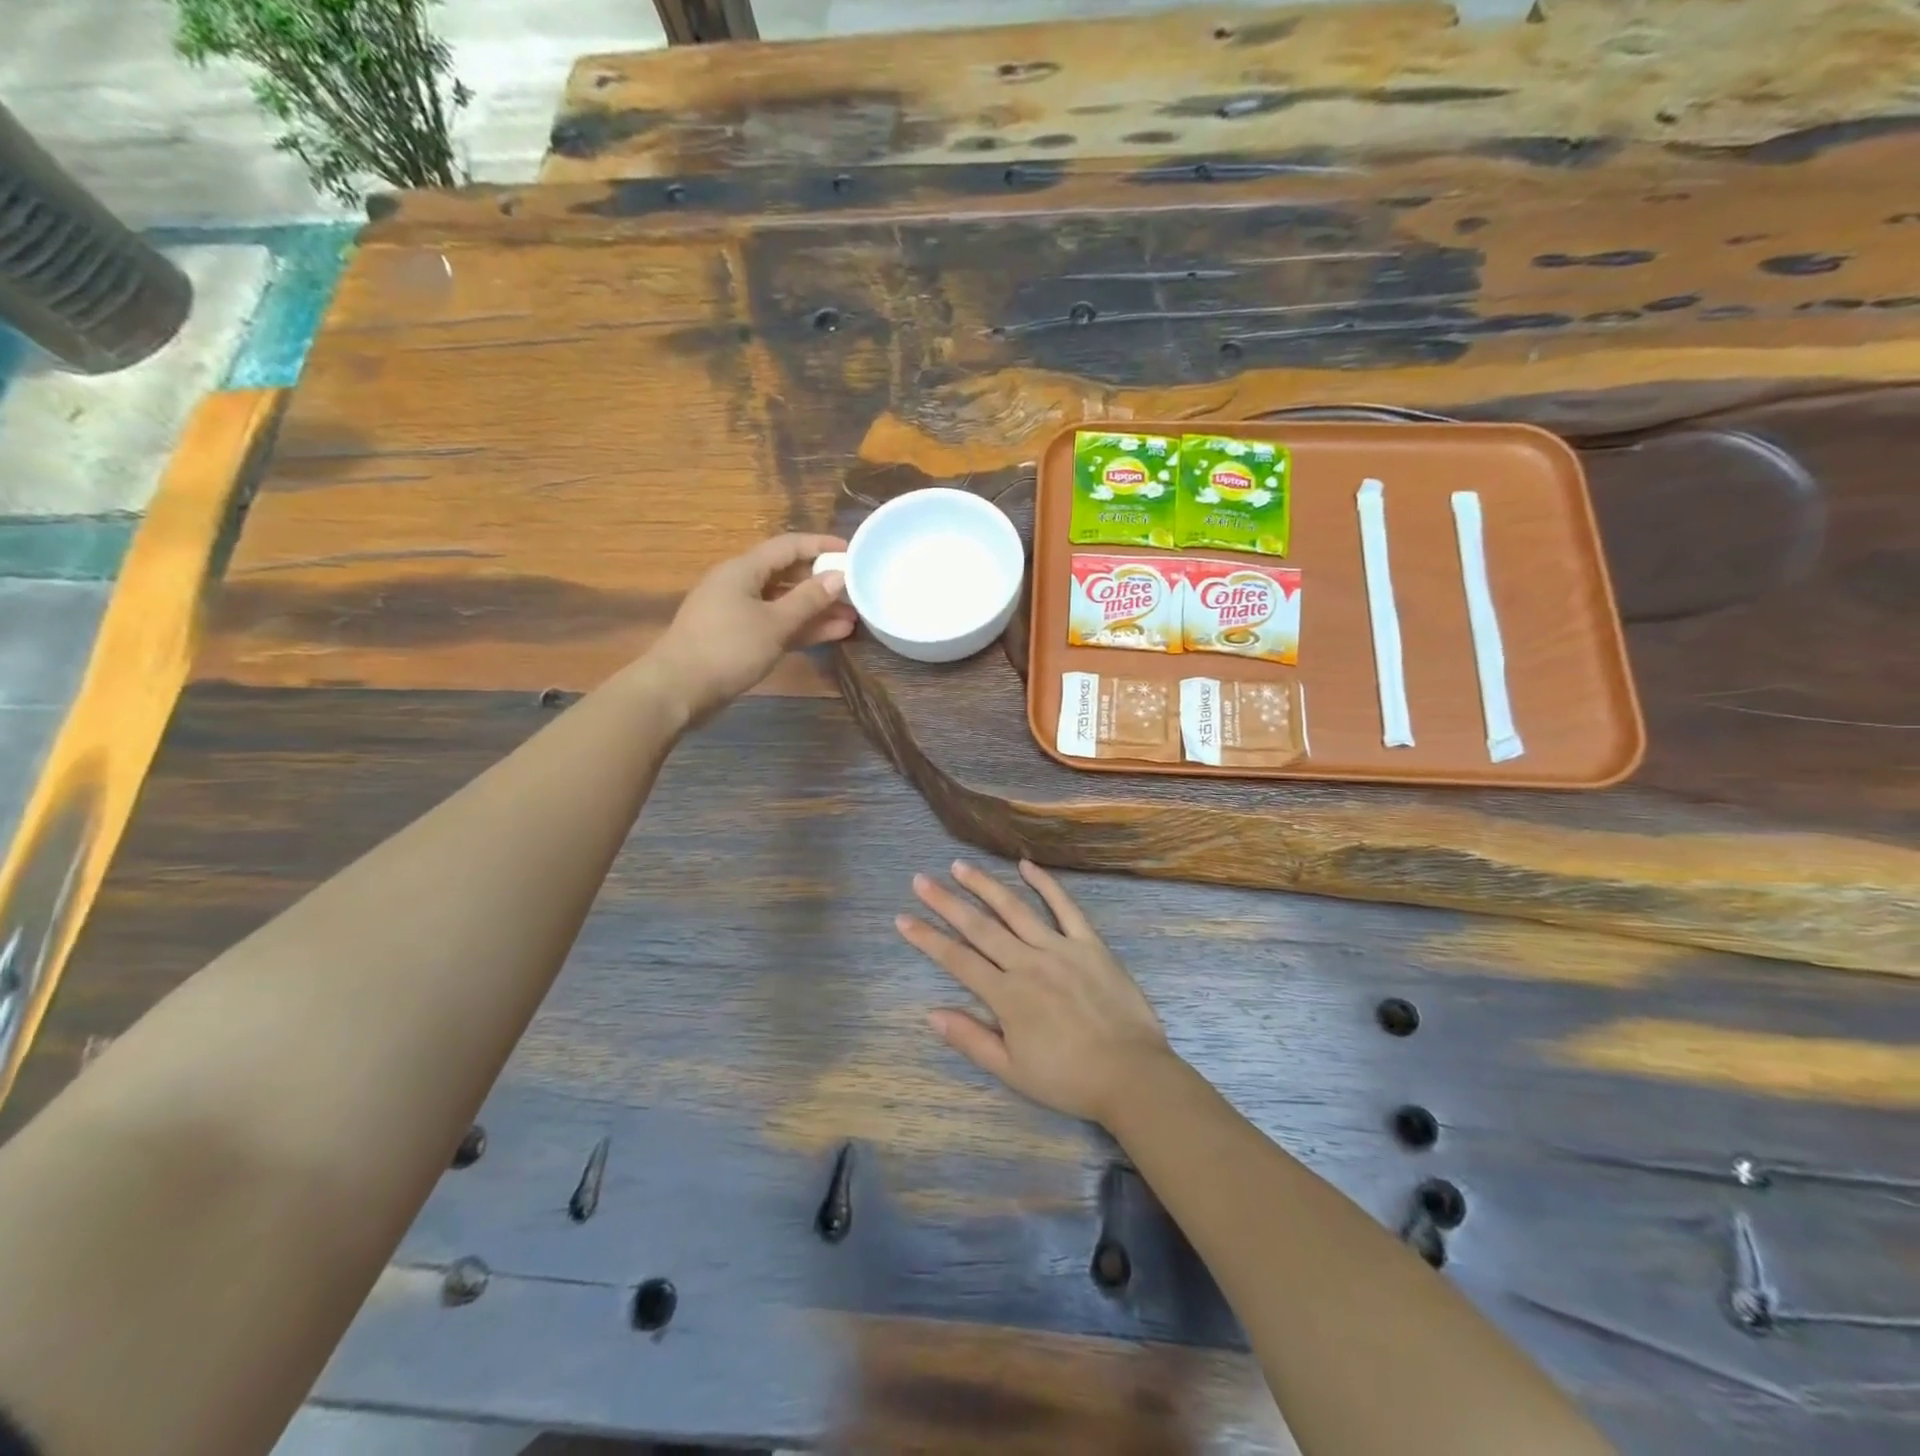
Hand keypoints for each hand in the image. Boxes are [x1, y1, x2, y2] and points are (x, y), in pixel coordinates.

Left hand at [651, 533, 854, 723]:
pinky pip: (777, 624)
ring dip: (816, 610)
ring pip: (785, 603)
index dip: (821, 545)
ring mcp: (739, 613)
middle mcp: (741, 585)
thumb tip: (838, 577)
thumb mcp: (774, 623)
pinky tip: (831, 634)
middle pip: (788, 574)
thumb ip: (808, 600)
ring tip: (853, 618)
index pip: (788, 546)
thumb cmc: (727, 648)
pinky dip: (801, 628)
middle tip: (857, 590)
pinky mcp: (740, 638)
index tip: (852, 552)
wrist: (679, 689)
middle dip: (822, 582)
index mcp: (744, 570)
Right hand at [896, 860, 1171, 1125]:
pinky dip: (1045, 884)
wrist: (1131, 1075)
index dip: (927, 938)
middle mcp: (1027, 962)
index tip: (903, 918)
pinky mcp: (1089, 943)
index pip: (956, 959)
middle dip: (946, 902)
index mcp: (1006, 995)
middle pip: (979, 927)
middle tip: (921, 880)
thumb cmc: (1068, 1078)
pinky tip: (1026, 865)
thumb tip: (931, 1013)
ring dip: (985, 886)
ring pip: (1015, 909)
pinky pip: (1065, 907)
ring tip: (960, 866)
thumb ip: (971, 1039)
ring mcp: (1060, 948)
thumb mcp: (1012, 1070)